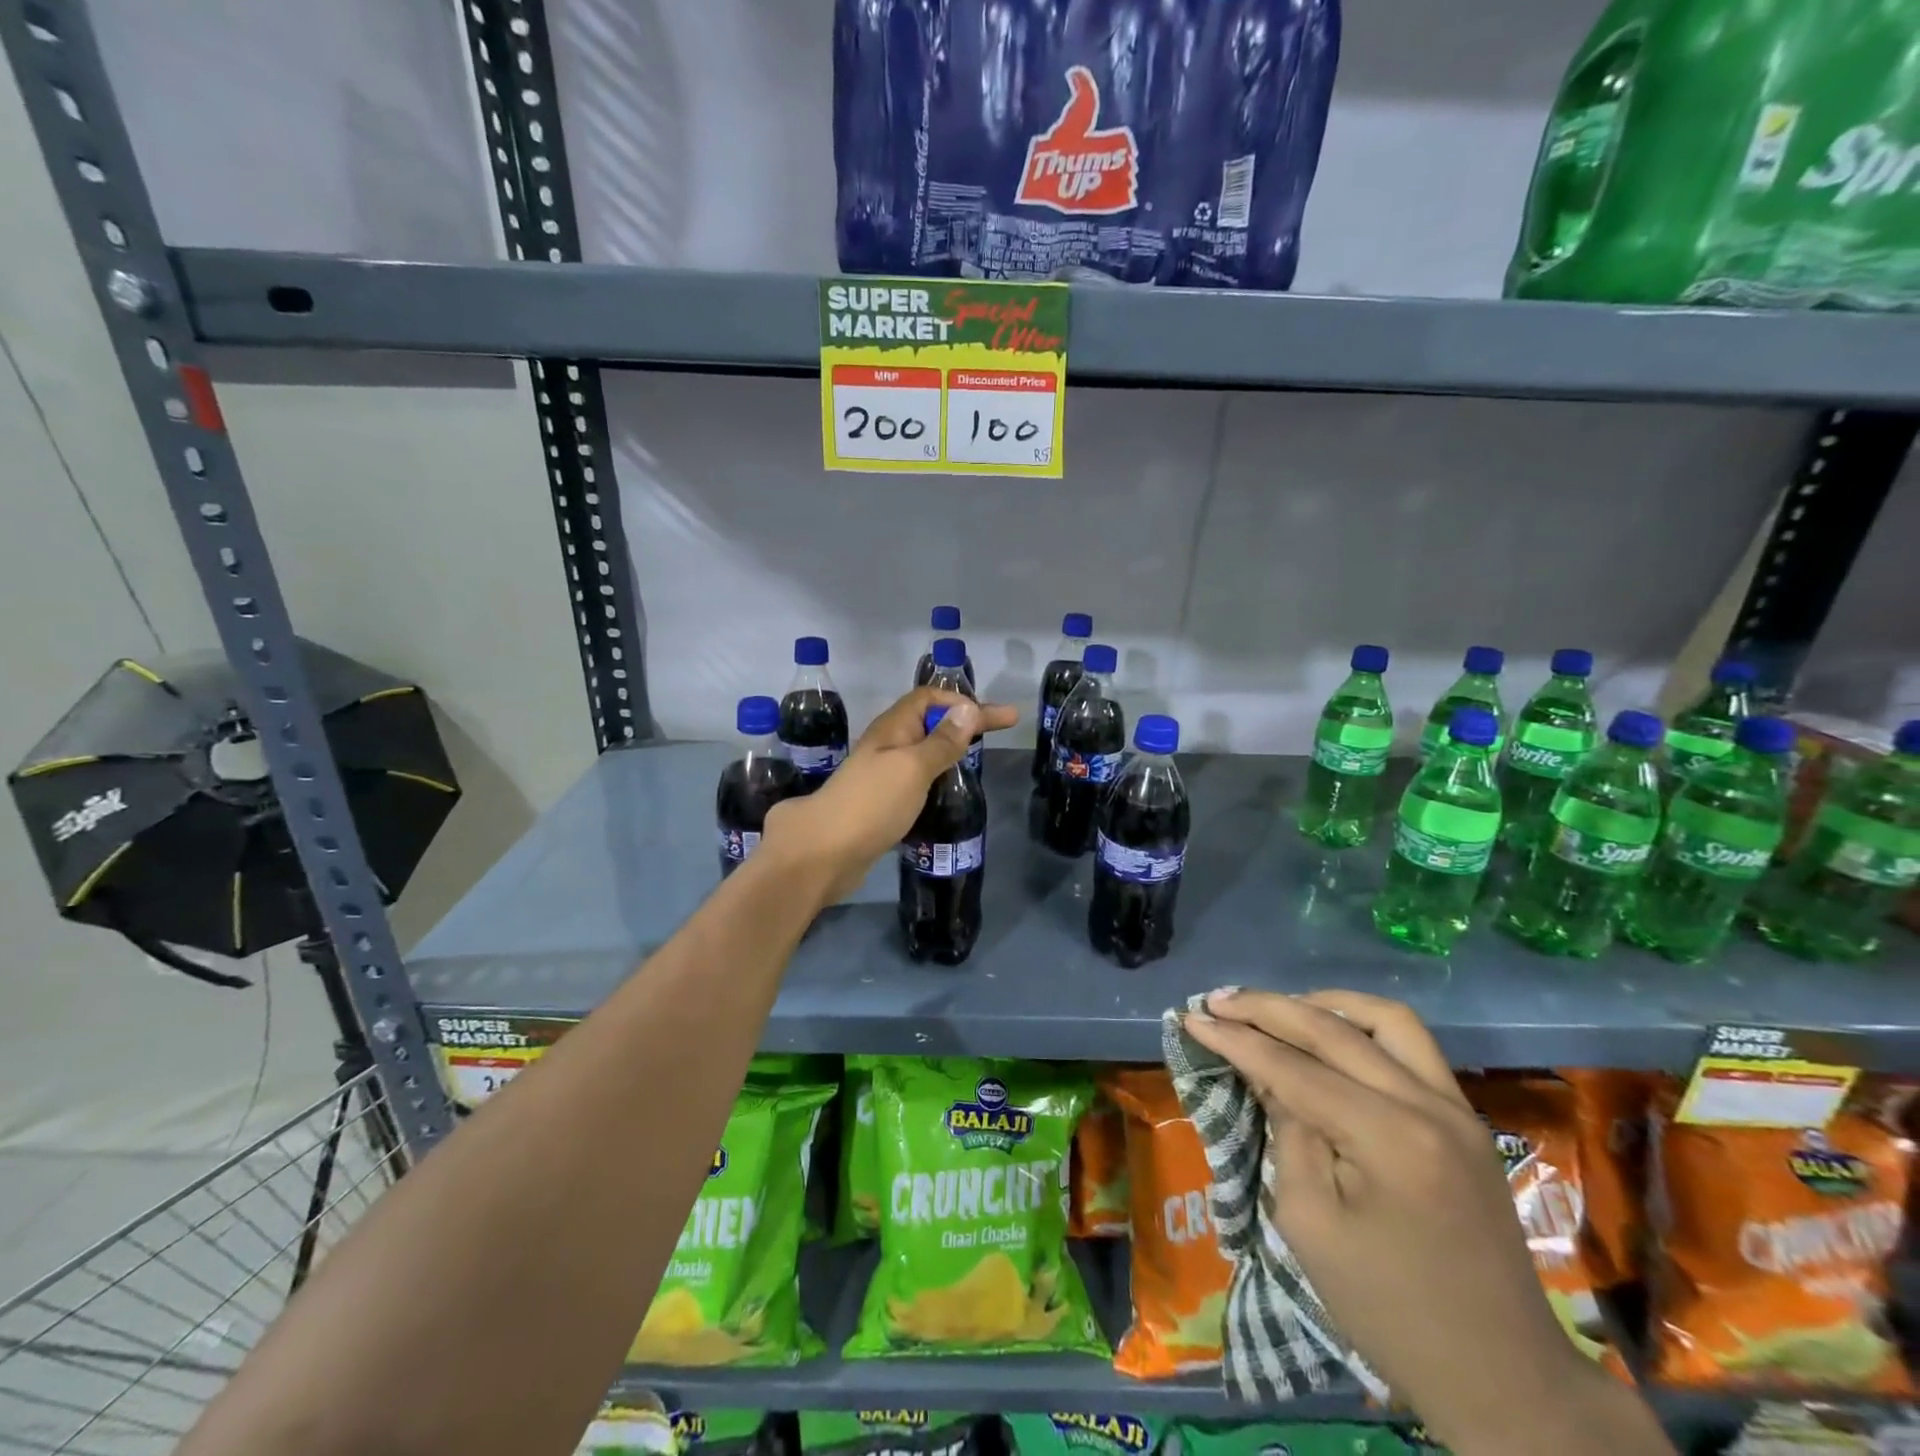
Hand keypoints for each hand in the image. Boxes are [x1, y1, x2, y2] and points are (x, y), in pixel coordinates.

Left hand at [761, 686, 1017, 904]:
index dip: (963, 701)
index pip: (929, 698)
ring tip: (978, 758)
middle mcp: (885, 746)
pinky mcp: (880, 804)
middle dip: (963, 721)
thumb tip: (968, 709)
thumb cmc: (872, 803)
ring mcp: (880, 776)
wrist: (824, 853)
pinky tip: (948, 790)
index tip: (998, 717)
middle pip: (928, 722)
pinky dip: (936, 777)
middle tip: (1001, 730)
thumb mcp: (913, 768)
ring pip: (921, 751)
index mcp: (892, 729)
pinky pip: (915, 779)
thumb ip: (941, 742)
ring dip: (949, 748)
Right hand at [1186, 990, 1670, 1455]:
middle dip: (1266, 1008)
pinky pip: (1411, 1045)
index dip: (1236, 1039)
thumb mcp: (1311, 1224)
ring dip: (1322, 1003)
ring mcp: (1457, 1107)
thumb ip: (1287, 1132)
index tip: (1191, 1018)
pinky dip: (1361, 1025)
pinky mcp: (1466, 1118)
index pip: (1295, 1067)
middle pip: (1334, 1028)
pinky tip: (1329, 1033)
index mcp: (1390, 1141)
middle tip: (1217, 1000)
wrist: (1504, 1379)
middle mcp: (1429, 1106)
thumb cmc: (1389, 1312)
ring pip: (1385, 1019)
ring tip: (1276, 1010)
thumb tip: (1266, 1073)